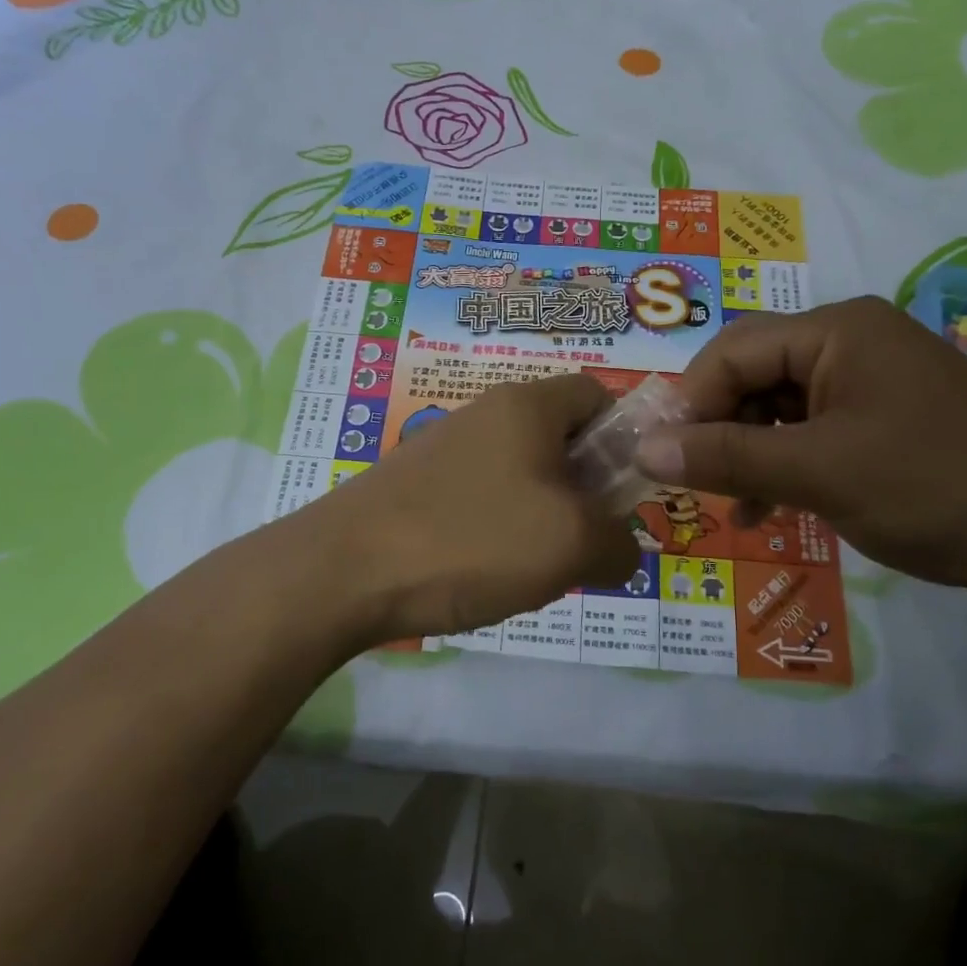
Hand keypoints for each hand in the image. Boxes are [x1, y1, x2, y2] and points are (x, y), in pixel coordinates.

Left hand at [304, 373, 639, 645]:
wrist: (342, 571)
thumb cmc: (471, 539)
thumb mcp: (571, 544)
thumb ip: (621, 543)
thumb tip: (623, 549)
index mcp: (528, 405)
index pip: (596, 394)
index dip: (624, 437)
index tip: (623, 493)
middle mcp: (487, 413)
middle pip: (560, 436)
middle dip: (584, 488)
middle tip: (586, 540)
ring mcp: (445, 447)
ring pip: (521, 472)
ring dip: (543, 514)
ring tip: (537, 566)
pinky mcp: (417, 483)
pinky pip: (481, 495)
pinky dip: (499, 528)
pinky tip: (487, 571)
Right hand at [635, 296, 966, 616]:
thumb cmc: (939, 489)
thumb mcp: (821, 472)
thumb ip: (727, 457)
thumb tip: (644, 450)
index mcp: (838, 329)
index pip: (733, 350)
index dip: (690, 401)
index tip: (661, 457)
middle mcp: (853, 343)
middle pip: (755, 376)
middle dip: (719, 429)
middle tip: (693, 484)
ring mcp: (875, 385)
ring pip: (781, 409)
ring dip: (749, 454)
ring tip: (731, 507)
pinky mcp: (891, 425)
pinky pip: (816, 434)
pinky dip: (786, 467)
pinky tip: (769, 509)